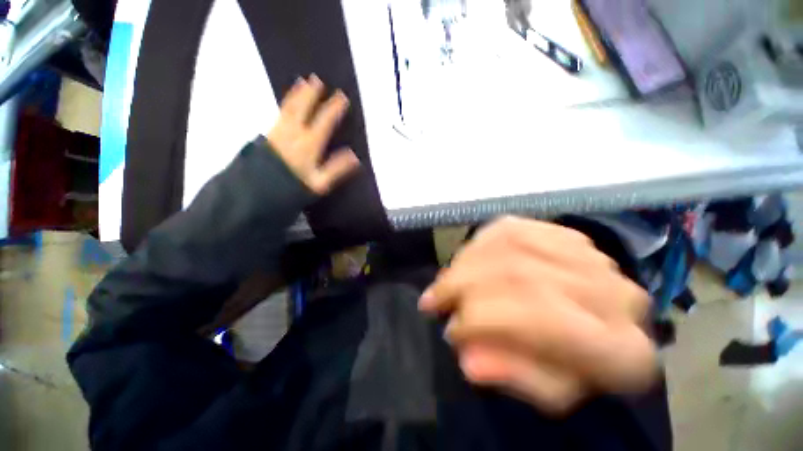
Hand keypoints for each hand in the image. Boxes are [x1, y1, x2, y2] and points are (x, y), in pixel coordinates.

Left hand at [267, 74, 360, 194]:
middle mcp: (293, 133)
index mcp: (309, 144)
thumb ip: (337, 168)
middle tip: (317, 80)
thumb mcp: (320, 183)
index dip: (334, 108)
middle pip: (303, 108)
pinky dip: (285, 104)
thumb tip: (355, 156)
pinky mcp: (268, 135)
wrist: (257, 191)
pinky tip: (287, 103)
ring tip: (301, 82)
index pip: (324, 121)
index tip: (342, 96)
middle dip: (311, 93)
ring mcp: (278, 132)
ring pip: (288, 107)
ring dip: (296, 94)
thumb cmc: (293, 187)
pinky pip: (280, 114)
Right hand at [419, 217, 656, 413]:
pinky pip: (510, 228)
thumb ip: (515, 377)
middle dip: (462, 285)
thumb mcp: (547, 391)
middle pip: (518, 274)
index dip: (482, 321)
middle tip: (432, 300)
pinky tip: (467, 258)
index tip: (449, 331)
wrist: (603, 327)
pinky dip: (479, 243)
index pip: (541, 320)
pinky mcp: (565, 232)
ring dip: (465, 262)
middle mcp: (613, 293)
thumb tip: (469, 360)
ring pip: (508, 244)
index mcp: (622, 351)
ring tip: (445, 280)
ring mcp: (589, 254)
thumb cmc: (575, 367)